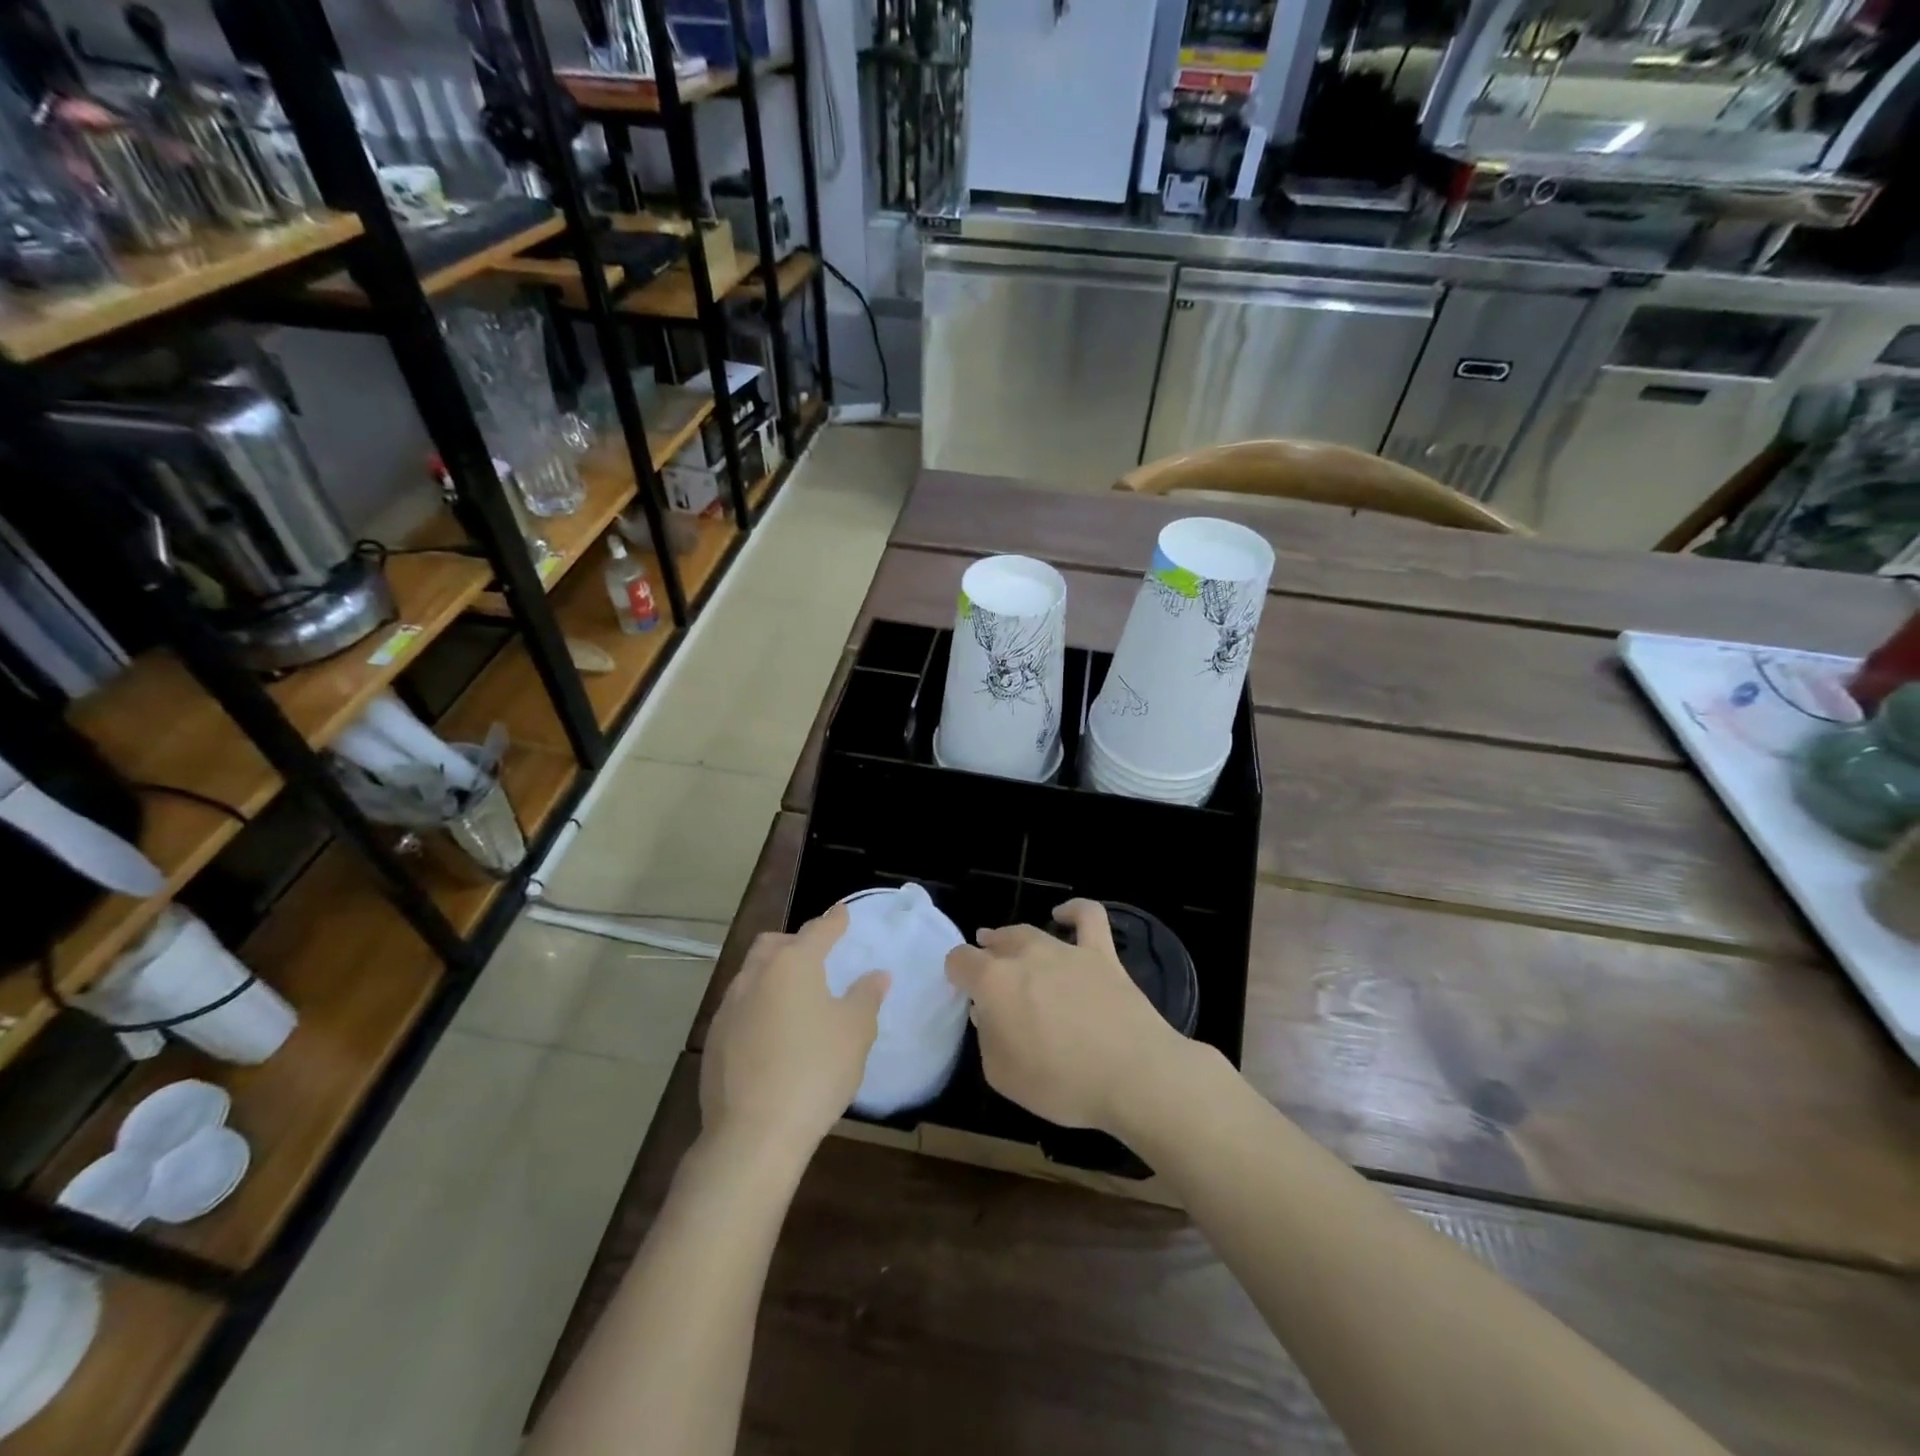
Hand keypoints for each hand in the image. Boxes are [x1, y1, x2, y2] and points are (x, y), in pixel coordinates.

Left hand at [701, 904, 888, 1157]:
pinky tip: (773, 1034)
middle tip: (816, 957)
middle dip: (794, 942)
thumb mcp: (855, 1033)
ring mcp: (728, 1008)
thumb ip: (866, 997)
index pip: (817, 930)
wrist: (753, 1134)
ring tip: (795, 998)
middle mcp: (755, 976)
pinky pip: (740, 1007)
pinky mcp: (713, 1040)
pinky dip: (759, 1006)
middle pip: (773, 944)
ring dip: (773, 975)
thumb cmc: (815, 1071)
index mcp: (793, 965)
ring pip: (752, 974)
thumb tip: (876, 975)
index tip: (842, 912)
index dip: (834, 920)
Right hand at [946, 899, 1183, 1132]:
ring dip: (1014, 938)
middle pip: (996, 943)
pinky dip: (1073, 910)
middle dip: (985, 953)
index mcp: (994, 983)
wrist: (1134, 1076)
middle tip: (985, 969)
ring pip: (1030, 932)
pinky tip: (1063, 914)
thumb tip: (988, 1013)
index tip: (961, 988)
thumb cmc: (1062, 1084)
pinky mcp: (1101, 954)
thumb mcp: (1002, 1075)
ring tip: (1008, 943)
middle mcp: (1026, 956)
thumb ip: (987, 1038)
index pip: (960, 961)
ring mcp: (1065, 950)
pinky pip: (1087, 916)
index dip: (956, 972)